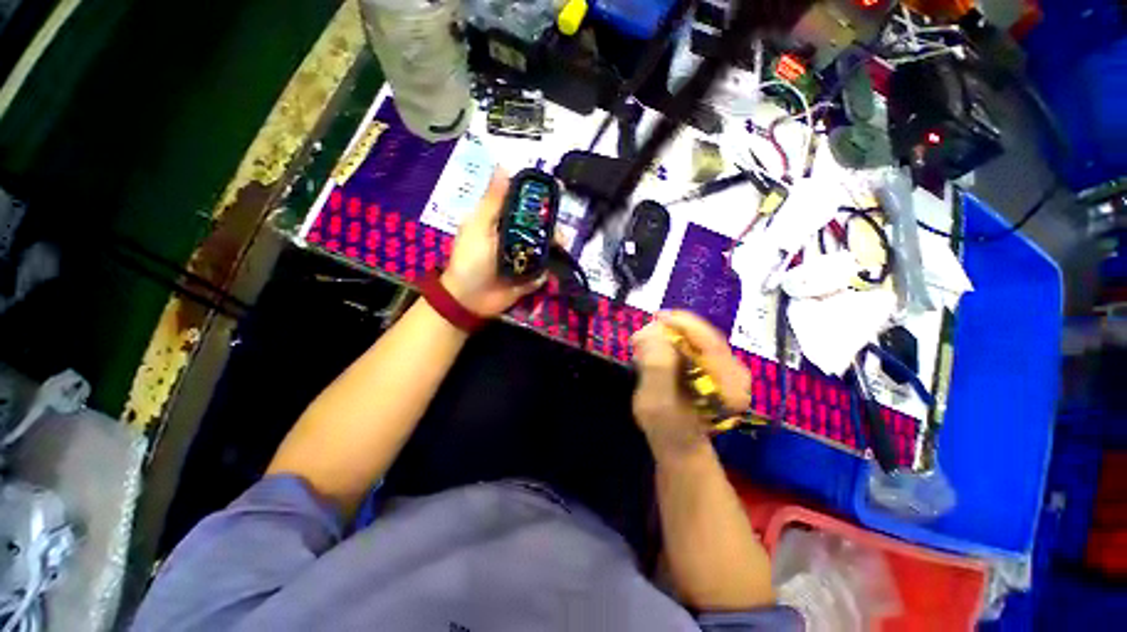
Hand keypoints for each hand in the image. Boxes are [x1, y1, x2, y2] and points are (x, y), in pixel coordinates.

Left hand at [441, 170, 544, 317]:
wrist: (470, 299)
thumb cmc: (470, 259)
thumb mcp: (479, 226)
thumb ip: (493, 201)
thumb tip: (504, 166)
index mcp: (503, 221)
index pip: (526, 204)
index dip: (541, 198)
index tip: (559, 191)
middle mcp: (517, 236)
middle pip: (542, 226)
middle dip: (553, 227)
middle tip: (558, 234)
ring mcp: (525, 257)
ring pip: (548, 247)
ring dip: (556, 248)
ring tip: (558, 251)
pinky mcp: (531, 276)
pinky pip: (546, 270)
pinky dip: (549, 270)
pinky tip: (548, 271)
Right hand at [630, 311, 750, 458]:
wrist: (679, 442)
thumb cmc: (666, 427)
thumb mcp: (655, 402)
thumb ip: (656, 367)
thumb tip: (653, 330)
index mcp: (730, 386)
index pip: (709, 342)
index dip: (682, 325)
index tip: (656, 319)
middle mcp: (737, 373)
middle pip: (705, 335)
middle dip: (673, 329)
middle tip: (645, 332)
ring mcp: (730, 367)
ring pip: (699, 336)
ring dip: (671, 333)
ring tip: (648, 341)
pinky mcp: (719, 364)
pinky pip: (696, 342)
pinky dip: (675, 339)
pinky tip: (659, 346)